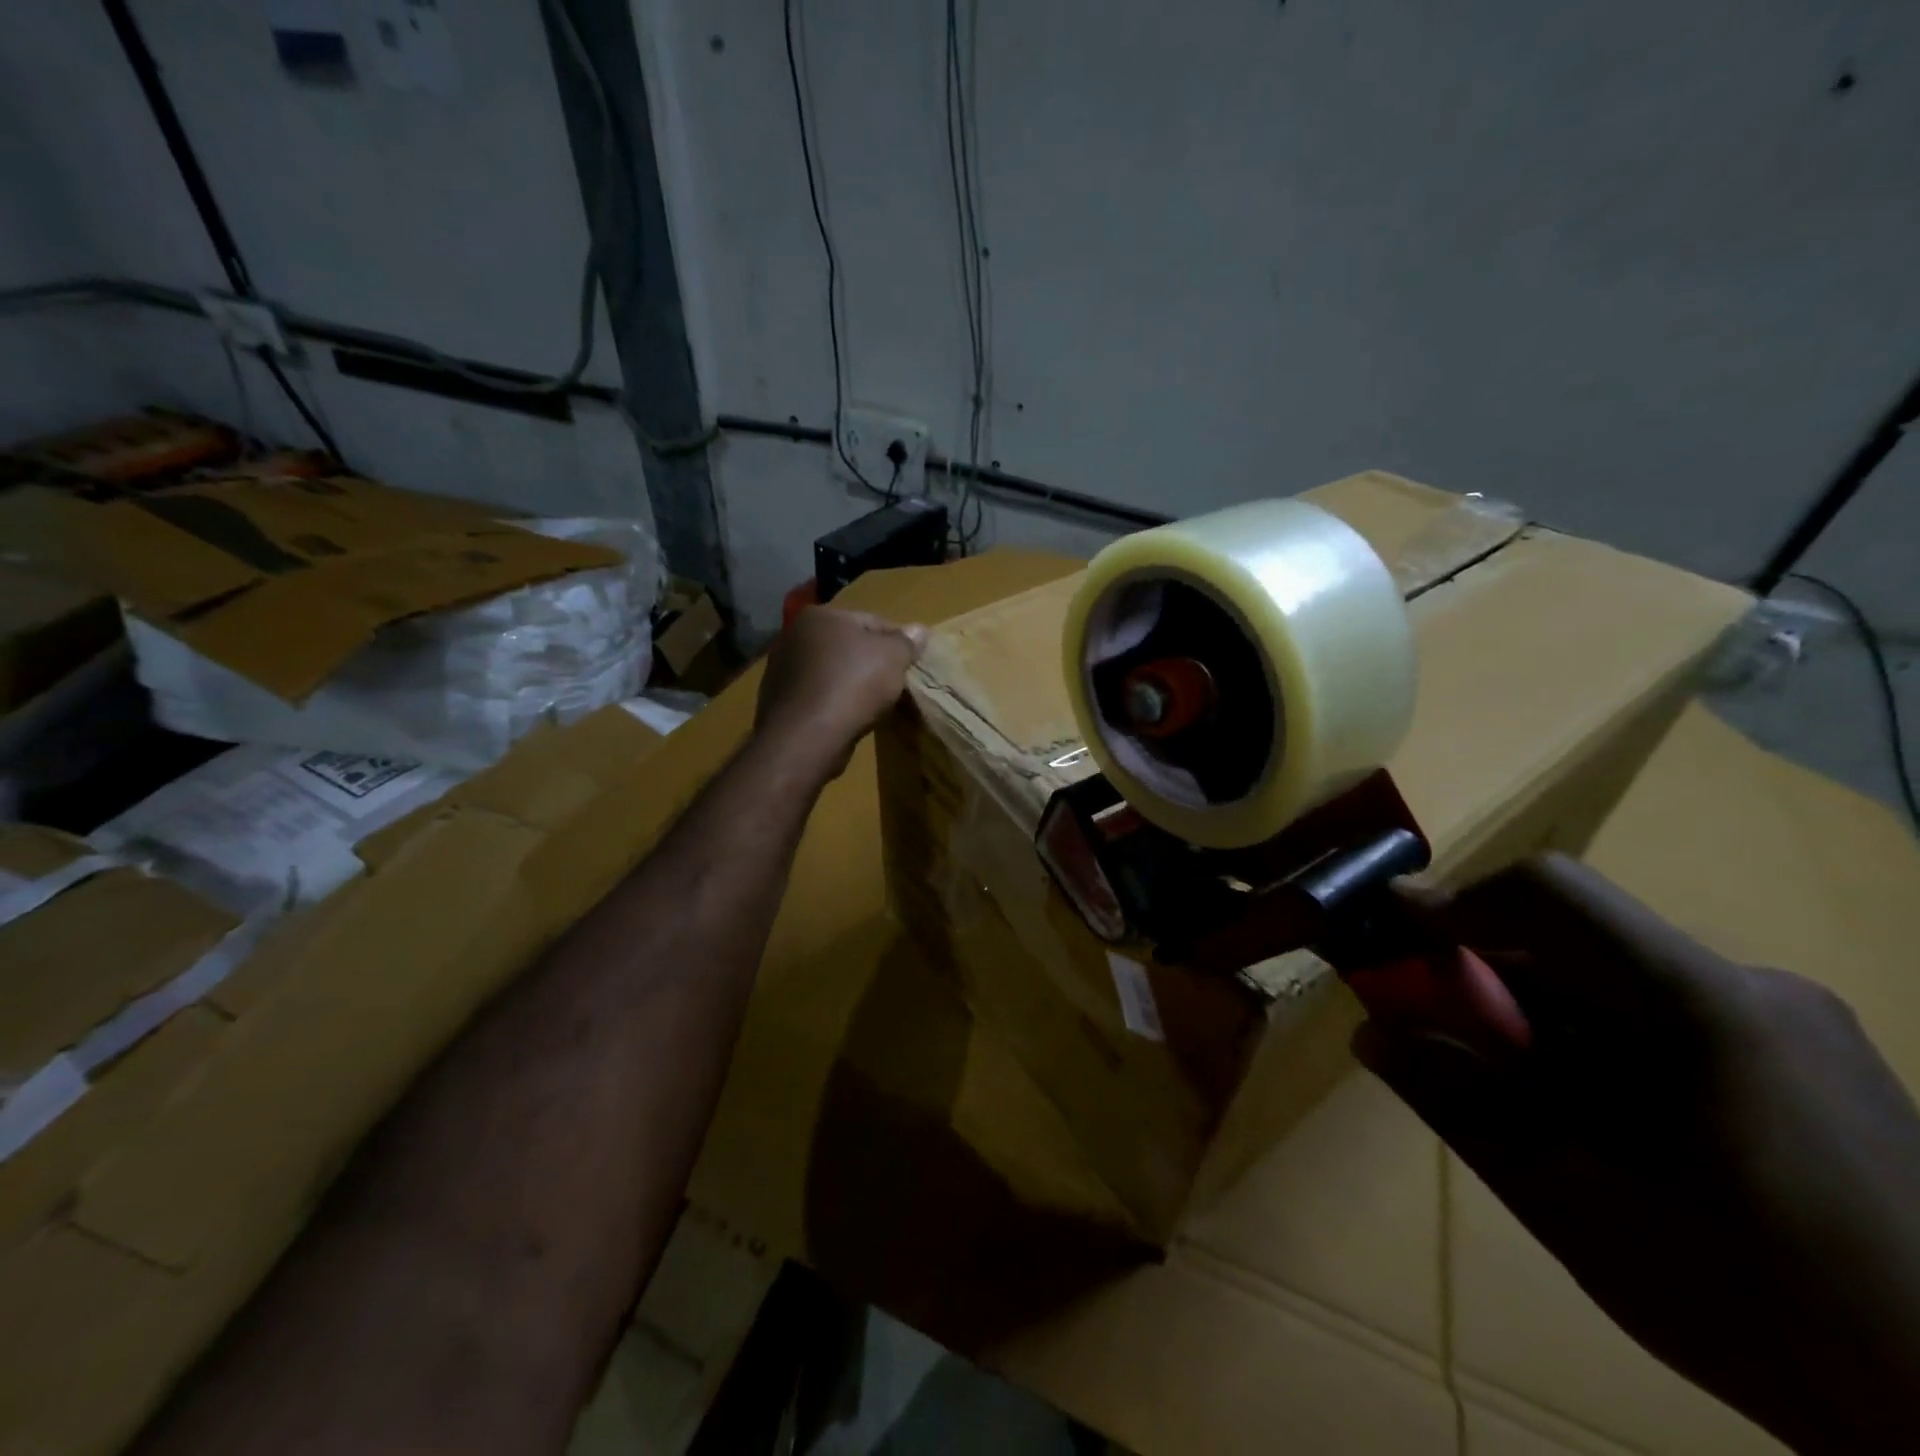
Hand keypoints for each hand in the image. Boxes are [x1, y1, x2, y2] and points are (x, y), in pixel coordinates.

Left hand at [754, 607, 927, 777]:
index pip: (870, 621)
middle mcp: (794, 636)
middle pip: (847, 646)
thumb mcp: (892, 657)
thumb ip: (907, 642)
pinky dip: (833, 703)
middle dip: (870, 662)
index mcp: (820, 615)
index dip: (896, 641)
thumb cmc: (854, 684)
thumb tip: (919, 630)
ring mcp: (782, 670)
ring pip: (831, 672)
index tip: (911, 663)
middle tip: (894, 683)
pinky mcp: (779, 702)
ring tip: (872, 705)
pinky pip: (818, 696)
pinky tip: (848, 718)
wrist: (808, 736)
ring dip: (851, 684)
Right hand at [1359, 854, 1919, 1454]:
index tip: (1388, 928)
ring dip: (1541, 1009)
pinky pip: (1663, 1009)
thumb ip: (1460, 1103)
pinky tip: (1602, 1115)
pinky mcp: (1814, 1058)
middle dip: (1486, 970)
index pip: (1550, 893)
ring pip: (1617, 975)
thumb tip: (1370, 1032)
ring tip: (1518, 1089)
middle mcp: (1753, 987)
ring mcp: (1795, 1022)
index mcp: (1702, 1005)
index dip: (1455, 898)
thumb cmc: (1763, 1309)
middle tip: (1435, 1028)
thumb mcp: (1574, 1206)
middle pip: (1578, 938)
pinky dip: (1597, 1035)